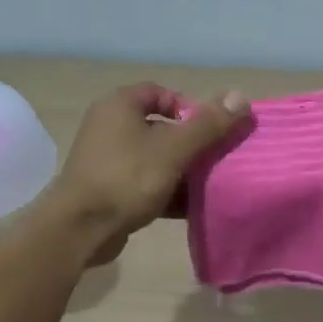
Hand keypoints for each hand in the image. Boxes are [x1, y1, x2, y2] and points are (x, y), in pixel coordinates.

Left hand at [47, 83, 247, 264]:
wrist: (80, 229)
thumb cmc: (126, 179)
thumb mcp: (173, 150)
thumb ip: (208, 125)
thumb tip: (241, 96)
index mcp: (119, 106)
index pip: (160, 92)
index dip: (188, 107)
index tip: (209, 130)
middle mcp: (109, 126)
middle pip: (159, 127)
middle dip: (189, 143)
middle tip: (214, 158)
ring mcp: (106, 159)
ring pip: (154, 157)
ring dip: (180, 170)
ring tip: (207, 184)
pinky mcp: (108, 189)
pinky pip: (144, 182)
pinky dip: (165, 191)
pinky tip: (189, 207)